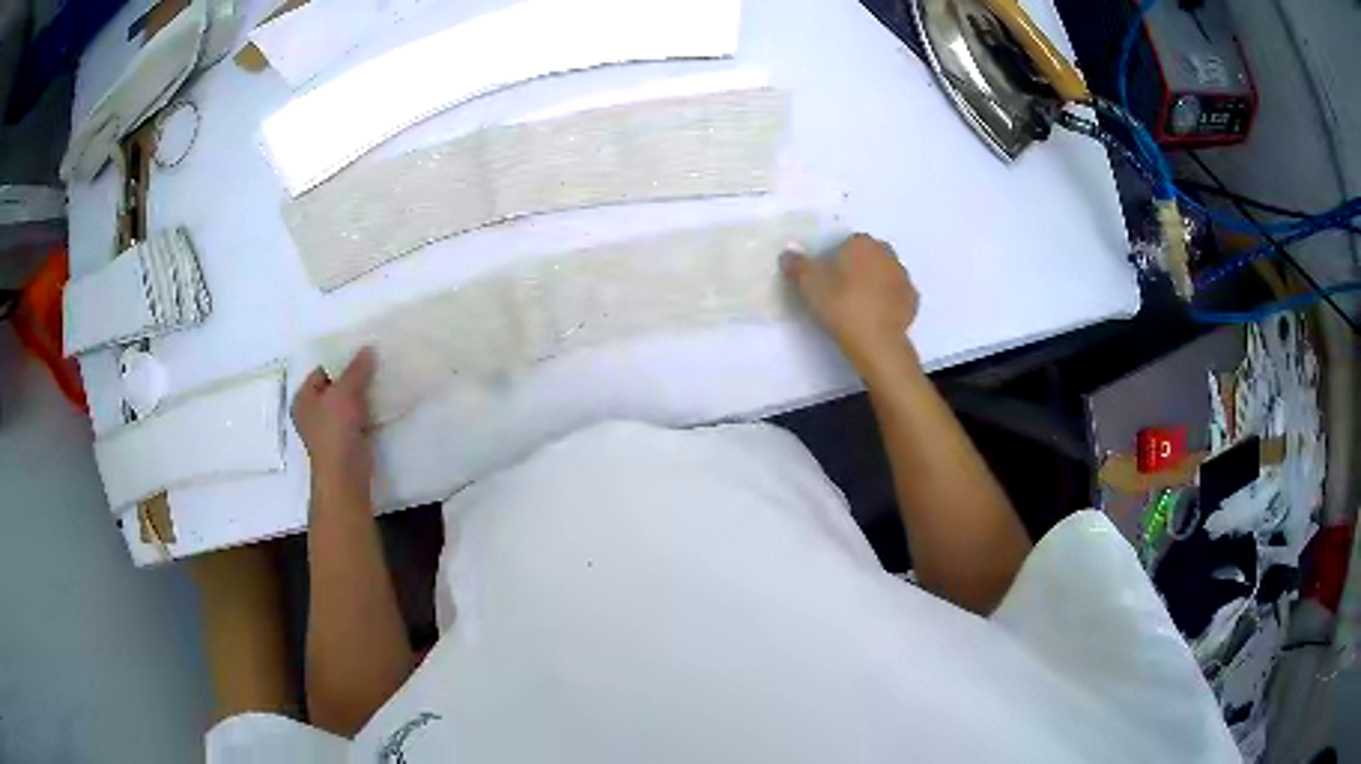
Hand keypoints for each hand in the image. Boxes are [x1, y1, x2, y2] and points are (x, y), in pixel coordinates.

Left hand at [292, 348, 376, 492]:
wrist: (345, 472)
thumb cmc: (335, 429)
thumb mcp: (345, 391)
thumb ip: (357, 369)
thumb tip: (368, 348)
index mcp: (303, 398)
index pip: (321, 371)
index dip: (340, 360)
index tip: (361, 354)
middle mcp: (312, 412)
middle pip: (334, 386)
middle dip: (353, 377)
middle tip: (373, 364)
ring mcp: (328, 428)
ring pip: (347, 403)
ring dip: (362, 394)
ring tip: (380, 379)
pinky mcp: (345, 440)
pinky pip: (357, 417)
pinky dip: (367, 410)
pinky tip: (382, 401)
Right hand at [782, 234, 918, 371]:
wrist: (875, 341)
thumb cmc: (840, 305)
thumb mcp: (808, 284)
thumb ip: (796, 265)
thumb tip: (788, 254)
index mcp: (862, 243)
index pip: (847, 244)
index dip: (836, 260)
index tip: (827, 279)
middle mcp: (887, 254)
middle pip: (868, 257)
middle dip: (858, 269)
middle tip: (841, 292)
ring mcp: (903, 277)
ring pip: (884, 275)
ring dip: (874, 284)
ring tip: (858, 307)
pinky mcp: (912, 300)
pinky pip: (896, 296)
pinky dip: (887, 302)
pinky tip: (875, 317)